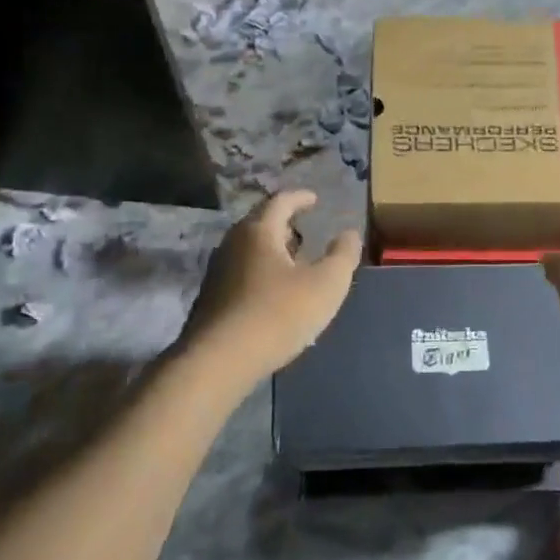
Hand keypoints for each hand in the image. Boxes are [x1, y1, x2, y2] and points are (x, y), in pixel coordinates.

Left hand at [180, 190, 362, 378]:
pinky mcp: (210, 299)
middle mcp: (232, 244)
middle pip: (259, 223)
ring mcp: (217, 272)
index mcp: (259, 232)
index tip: (315, 199)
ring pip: (248, 250)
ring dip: (271, 250)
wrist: (220, 361)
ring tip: (292, 262)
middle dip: (284, 224)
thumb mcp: (326, 284)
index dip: (300, 198)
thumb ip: (342, 255)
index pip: (280, 202)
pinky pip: (240, 273)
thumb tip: (349, 233)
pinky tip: (273, 293)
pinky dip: (260, 273)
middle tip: (304, 229)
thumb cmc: (278, 314)